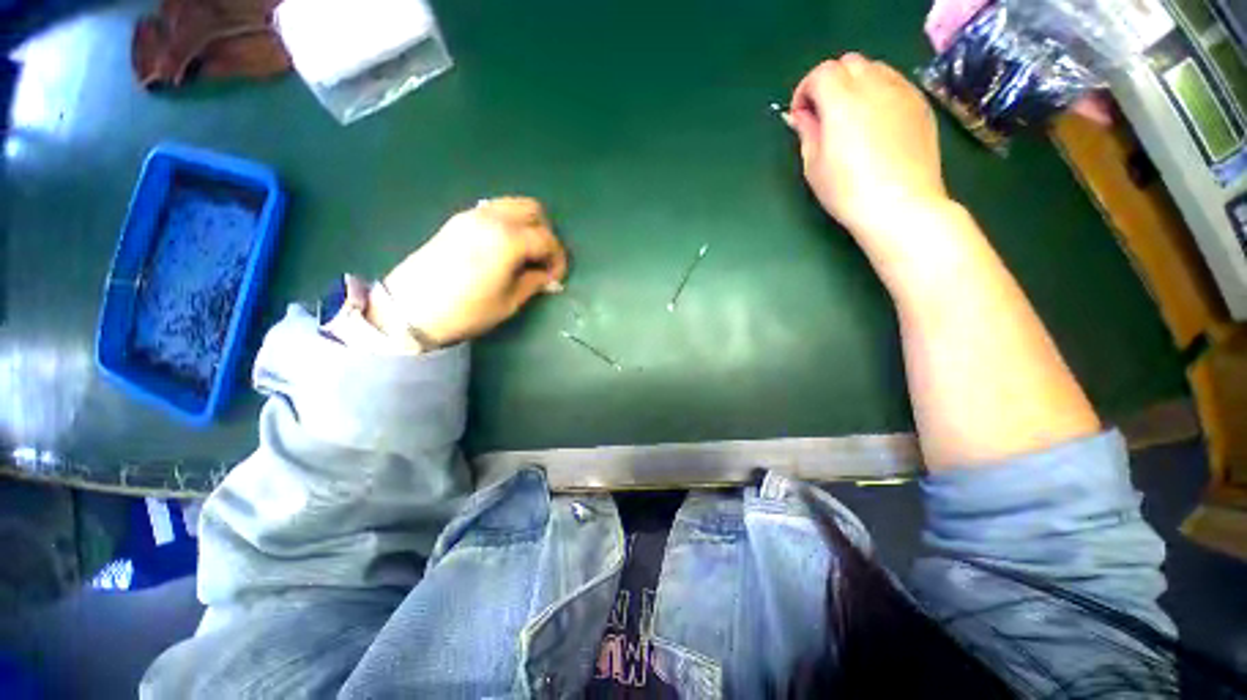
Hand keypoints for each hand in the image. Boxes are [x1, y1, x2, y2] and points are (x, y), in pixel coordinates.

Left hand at [370, 197, 567, 346]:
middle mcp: (493, 218)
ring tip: (526, 254)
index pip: (547, 239)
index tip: (556, 278)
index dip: (558, 259)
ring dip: (527, 225)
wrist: (411, 308)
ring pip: (513, 205)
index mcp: (509, 239)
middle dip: (546, 234)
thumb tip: (550, 278)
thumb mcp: (509, 302)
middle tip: (543, 261)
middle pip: (533, 210)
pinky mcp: (459, 219)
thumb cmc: (467, 310)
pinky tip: (505, 247)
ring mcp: (473, 215)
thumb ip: (535, 283)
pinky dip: (509, 223)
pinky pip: (494, 210)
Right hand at [787, 54, 949, 244]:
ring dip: (856, 84)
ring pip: (875, 68)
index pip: (821, 73)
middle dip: (830, 82)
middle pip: (848, 63)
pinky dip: (879, 92)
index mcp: (842, 101)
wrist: (900, 206)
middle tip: (824, 114)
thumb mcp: (814, 166)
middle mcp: (874, 86)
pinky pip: (896, 83)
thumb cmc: (847, 191)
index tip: (800, 115)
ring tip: (851, 116)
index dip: (805, 91)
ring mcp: (903, 92)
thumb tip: (801, 116)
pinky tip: (876, 122)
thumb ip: (807, 133)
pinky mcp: (921, 104)